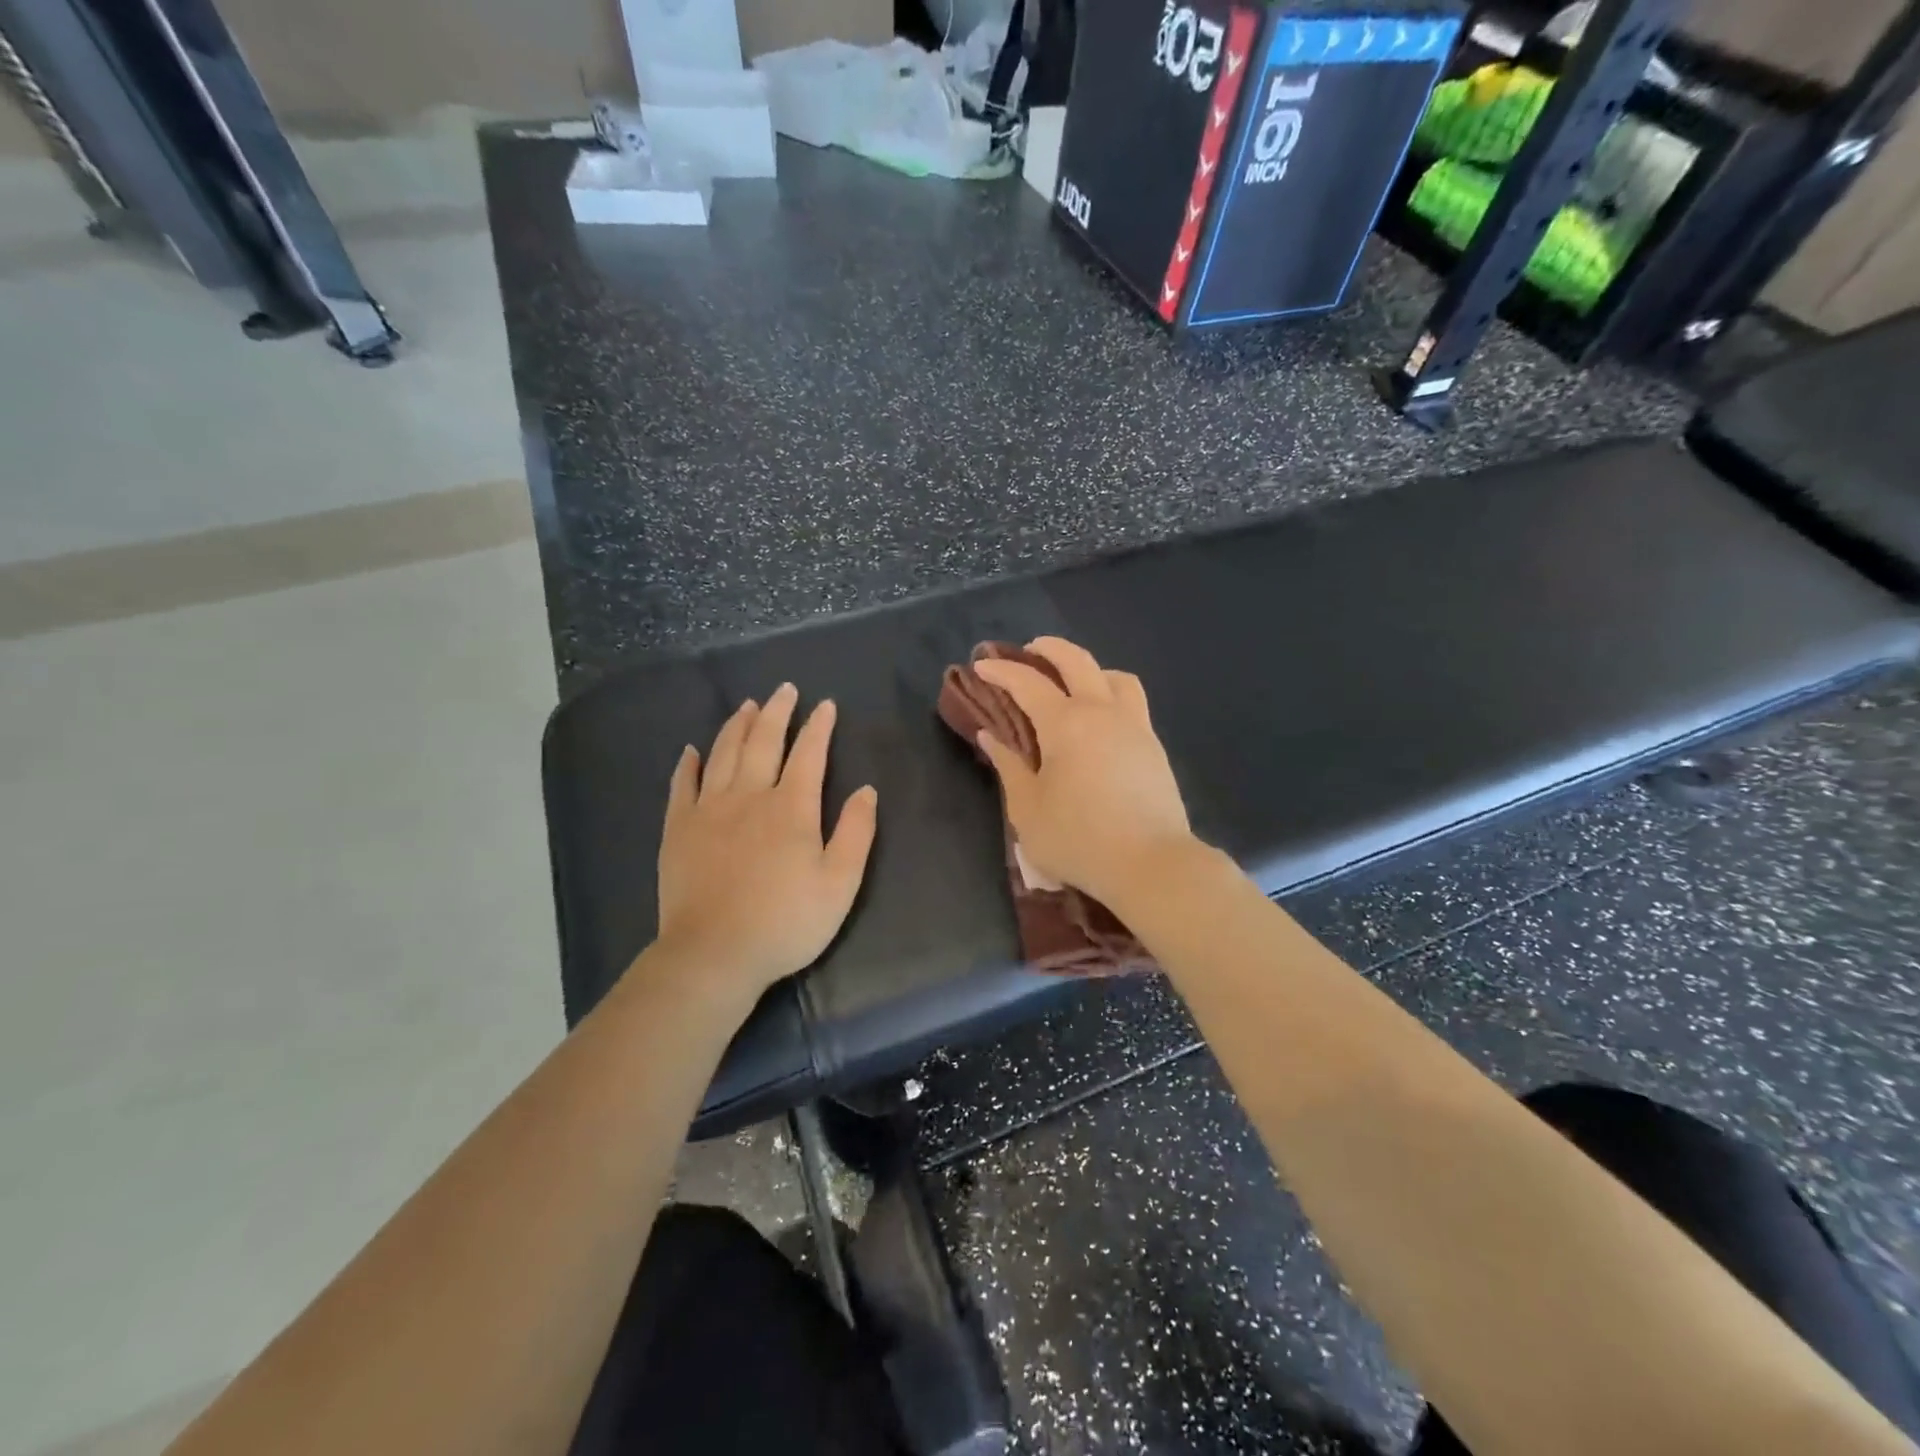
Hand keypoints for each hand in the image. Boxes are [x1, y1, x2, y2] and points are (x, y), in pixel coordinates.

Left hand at [649, 683, 877, 1009]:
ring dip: (737, 726)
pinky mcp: (678, 829)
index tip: (825, 705)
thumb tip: (866, 789)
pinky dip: (688, 764)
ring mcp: (708, 809)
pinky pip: (682, 785)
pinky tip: (691, 750)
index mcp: (791, 807)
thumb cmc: (786, 921)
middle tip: (783, 689)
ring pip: (723, 754)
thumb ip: (856, 832)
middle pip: (763, 741)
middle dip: (777, 711)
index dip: (819, 726)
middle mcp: (749, 796)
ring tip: (746, 706)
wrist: (714, 953)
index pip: (809, 754)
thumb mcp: (840, 883)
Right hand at [973, 638, 1195, 907]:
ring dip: (1089, 668)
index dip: (1001, 670)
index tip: (981, 665)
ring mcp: (1134, 726)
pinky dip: (1110, 694)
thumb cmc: (1079, 839)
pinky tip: (1100, 720)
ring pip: (1114, 677)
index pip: (1027, 682)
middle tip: (1028, 650)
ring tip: (1073, 683)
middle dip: (1048, 648)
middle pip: (1077, 661)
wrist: (1151, 864)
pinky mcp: (1154, 746)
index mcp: (1065, 723)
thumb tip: (991, 735)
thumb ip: (1008, 766)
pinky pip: (1132, 702)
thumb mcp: (1027, 809)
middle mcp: (1102, 712)